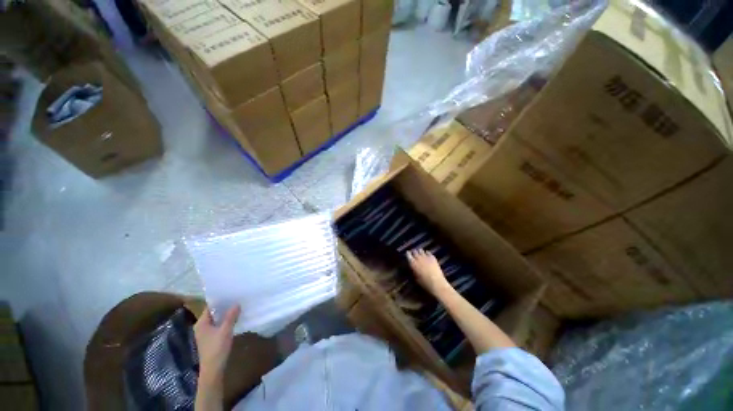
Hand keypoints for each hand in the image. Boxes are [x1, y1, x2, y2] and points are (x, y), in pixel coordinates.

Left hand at [194, 305, 240, 387]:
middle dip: (224, 307)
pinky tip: (234, 320)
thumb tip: (236, 303)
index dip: (220, 300)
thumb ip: (231, 316)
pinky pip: (218, 325)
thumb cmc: (217, 348)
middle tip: (237, 299)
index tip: (231, 294)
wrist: (213, 369)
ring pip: (217, 320)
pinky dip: (225, 322)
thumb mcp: (225, 330)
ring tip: (238, 307)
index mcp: (201, 323)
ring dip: (226, 315)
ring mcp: (206, 333)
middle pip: (213, 313)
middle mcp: (201, 327)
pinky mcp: (211, 339)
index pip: (210, 307)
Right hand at [406, 249, 452, 296]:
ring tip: (420, 253)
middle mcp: (418, 258)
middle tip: (414, 254)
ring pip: (421, 250)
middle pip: (414, 251)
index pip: (408, 255)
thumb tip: (413, 267)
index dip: (408, 254)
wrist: (436, 283)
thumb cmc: (424, 283)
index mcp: (413, 263)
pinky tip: (427, 254)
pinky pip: (428, 252)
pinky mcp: (432, 257)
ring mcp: (426, 257)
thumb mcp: (415, 278)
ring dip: (420, 252)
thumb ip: (413, 270)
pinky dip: (427, 253)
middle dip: (414, 252)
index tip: (408, 253)